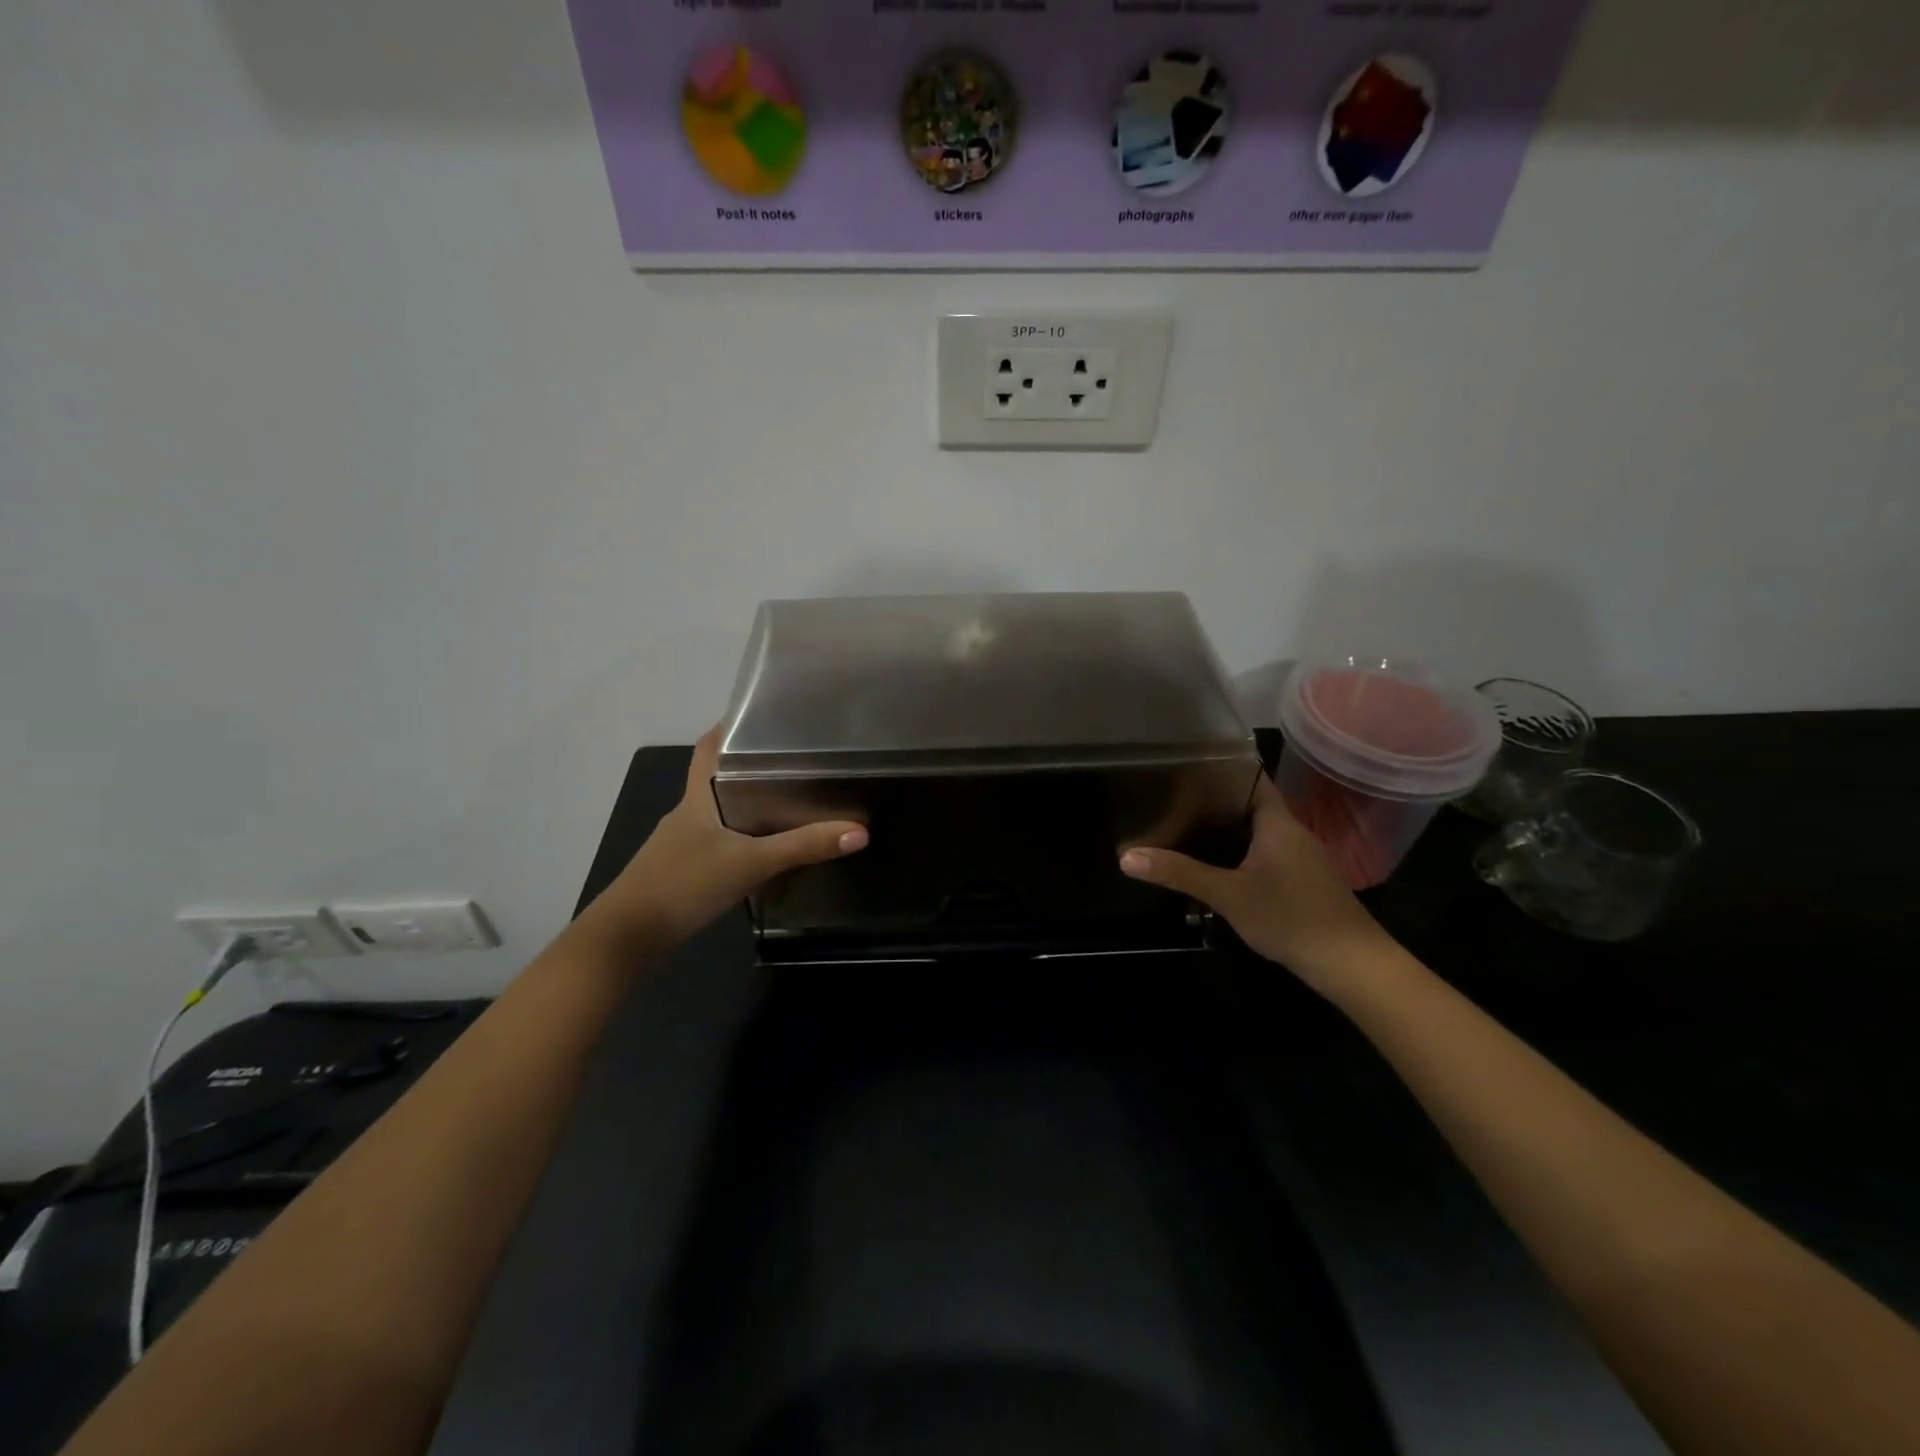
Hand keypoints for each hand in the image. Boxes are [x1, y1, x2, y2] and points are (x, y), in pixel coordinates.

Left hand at [582, 726, 867, 954]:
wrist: (626, 938)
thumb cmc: (684, 884)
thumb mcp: (750, 863)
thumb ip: (803, 847)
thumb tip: (859, 831)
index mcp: (697, 798)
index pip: (709, 749)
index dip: (729, 728)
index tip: (762, 717)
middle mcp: (687, 814)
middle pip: (718, 778)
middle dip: (751, 766)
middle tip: (795, 759)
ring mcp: (681, 844)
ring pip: (719, 812)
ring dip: (747, 803)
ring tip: (790, 799)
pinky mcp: (682, 871)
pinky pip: (717, 841)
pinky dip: (740, 836)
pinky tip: (763, 848)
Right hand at [1120, 772, 1392, 994]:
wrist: (1351, 964)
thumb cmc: (1291, 917)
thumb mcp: (1228, 895)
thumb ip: (1179, 873)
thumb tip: (1126, 857)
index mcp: (1276, 821)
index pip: (1249, 776)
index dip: (1218, 767)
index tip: (1181, 764)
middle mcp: (1289, 831)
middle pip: (1247, 803)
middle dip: (1211, 800)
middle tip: (1168, 796)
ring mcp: (1298, 857)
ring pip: (1254, 830)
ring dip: (1223, 828)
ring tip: (1180, 824)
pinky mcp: (1299, 880)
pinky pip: (1261, 852)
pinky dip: (1236, 851)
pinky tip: (1212, 864)